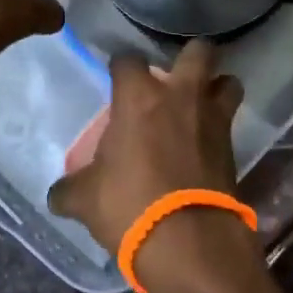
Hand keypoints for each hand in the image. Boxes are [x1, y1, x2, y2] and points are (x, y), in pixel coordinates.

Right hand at [47, 41, 244, 262]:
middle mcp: (181, 97)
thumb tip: (59, 194)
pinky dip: (220, 127)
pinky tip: (204, 143)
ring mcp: (213, 119)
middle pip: (198, 51)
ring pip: (228, 81)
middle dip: (190, 56)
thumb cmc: (129, 206)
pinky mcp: (233, 147)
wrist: (189, 241)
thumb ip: (70, 188)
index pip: (128, 59)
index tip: (116, 77)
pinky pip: (229, 123)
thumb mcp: (85, 200)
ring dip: (217, 87)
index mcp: (139, 98)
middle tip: (174, 77)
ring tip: (201, 104)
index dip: (121, 65)